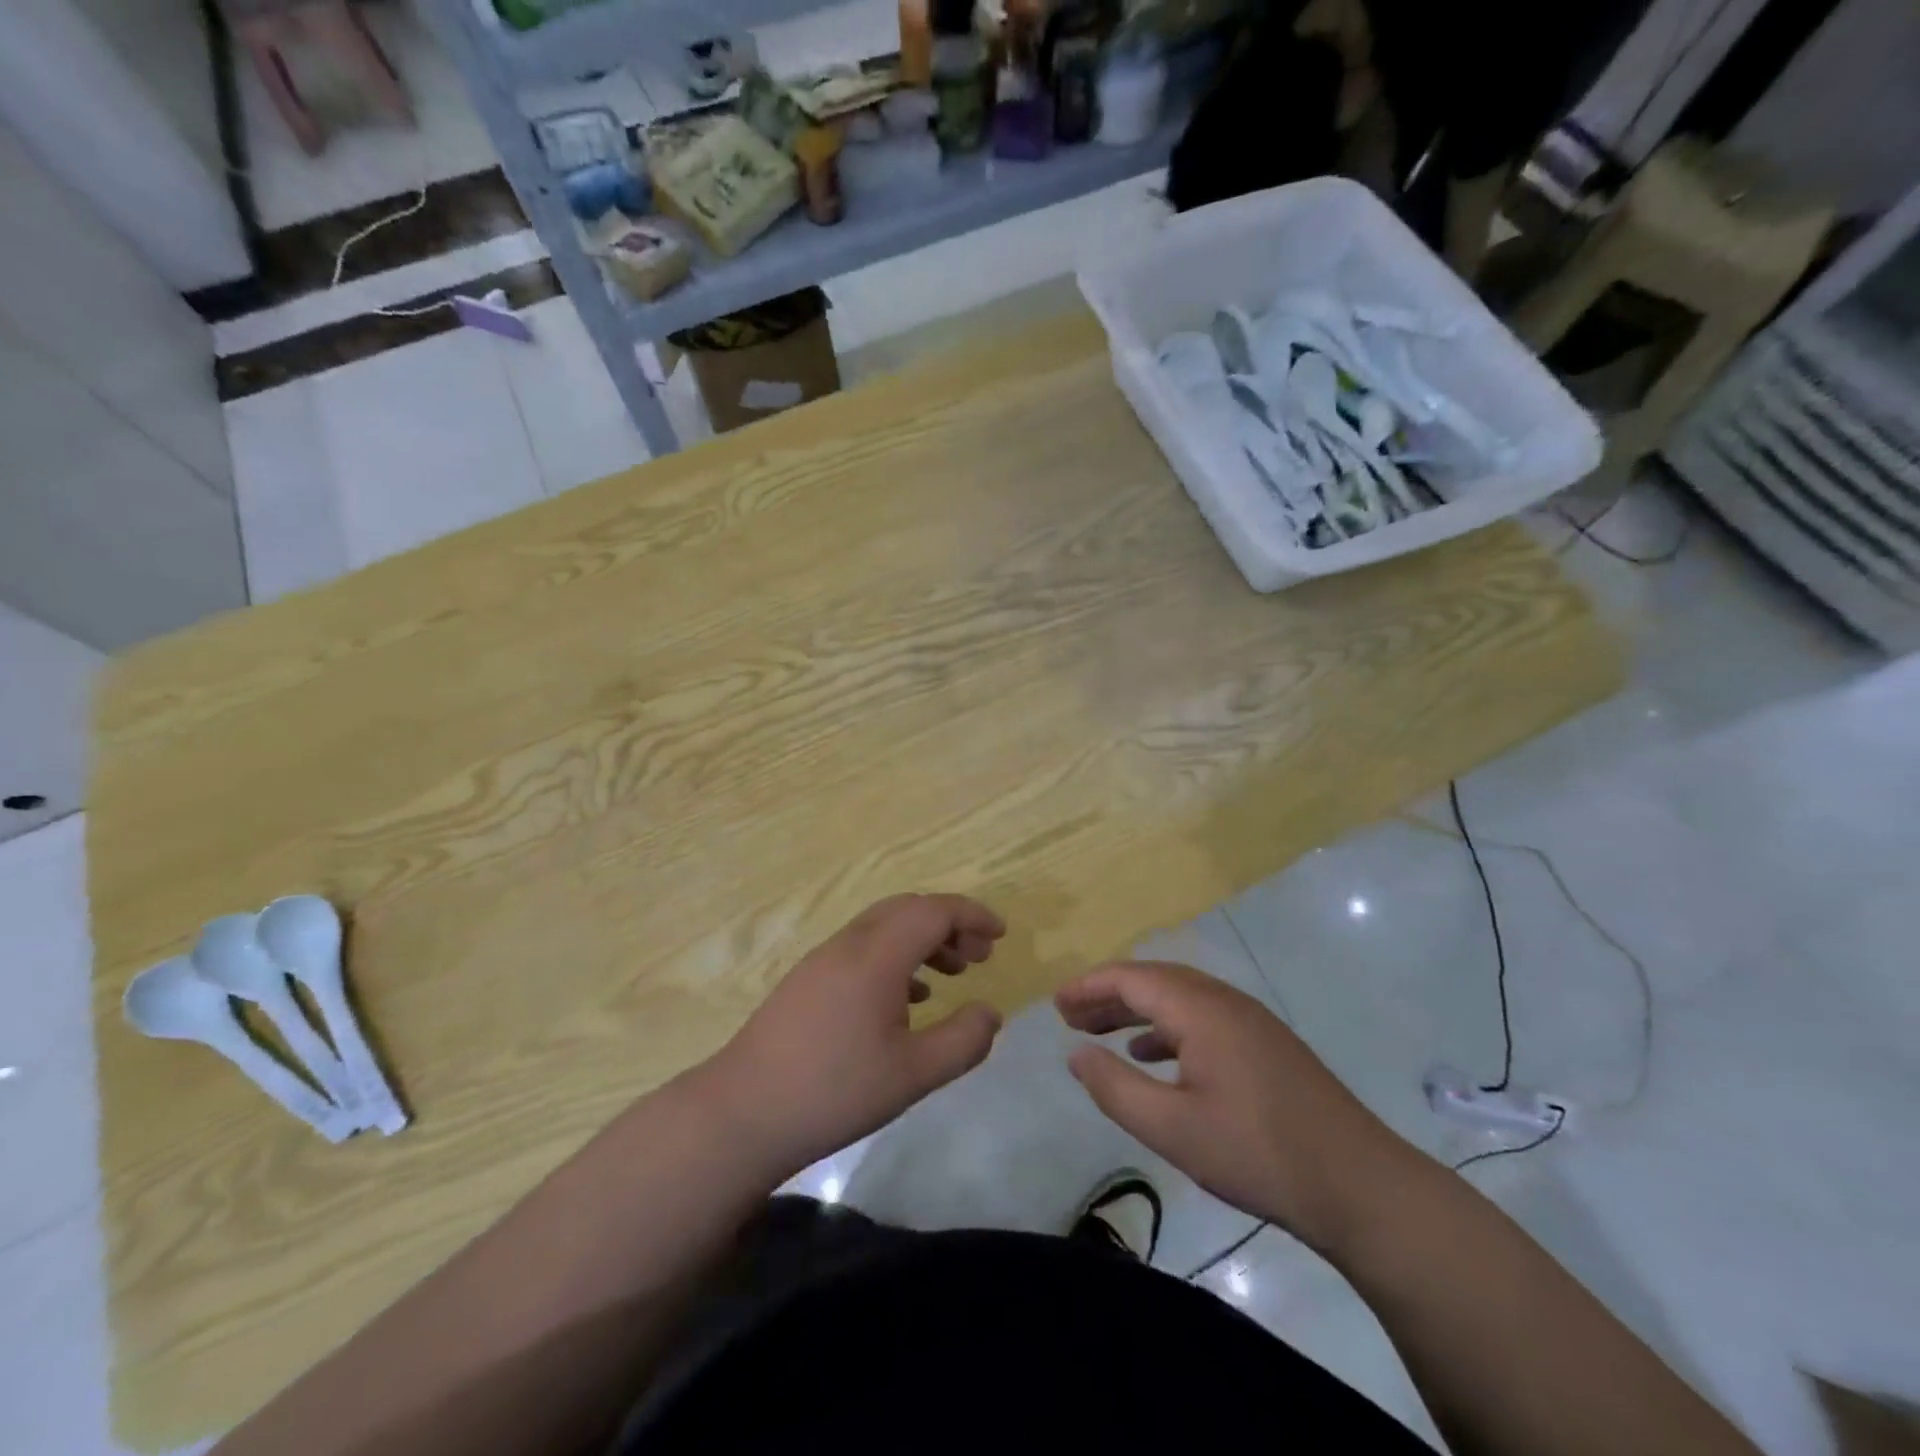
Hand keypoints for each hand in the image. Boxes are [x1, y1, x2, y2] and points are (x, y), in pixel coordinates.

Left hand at [699, 894, 1005, 1179]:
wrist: (743, 1112)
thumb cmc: (834, 1091)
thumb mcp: (912, 1074)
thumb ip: (962, 1041)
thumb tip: (991, 1013)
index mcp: (877, 956)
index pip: (933, 911)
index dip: (972, 915)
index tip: (1000, 935)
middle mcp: (849, 944)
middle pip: (907, 909)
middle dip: (949, 923)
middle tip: (980, 954)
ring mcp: (823, 960)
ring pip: (883, 928)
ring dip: (921, 939)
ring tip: (951, 973)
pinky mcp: (807, 980)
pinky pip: (862, 949)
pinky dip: (895, 957)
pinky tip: (906, 997)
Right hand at [1056, 961, 1413, 1253]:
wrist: (1361, 1186)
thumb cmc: (1258, 1153)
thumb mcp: (1173, 1129)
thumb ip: (1116, 1088)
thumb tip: (1076, 1054)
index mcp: (1201, 1009)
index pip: (1131, 978)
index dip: (1088, 986)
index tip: (1055, 1005)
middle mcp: (1224, 1001)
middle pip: (1154, 980)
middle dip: (1108, 994)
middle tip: (1069, 1018)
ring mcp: (1250, 1021)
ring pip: (1178, 997)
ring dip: (1135, 1009)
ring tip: (1099, 1032)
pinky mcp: (1265, 1044)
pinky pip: (1201, 1017)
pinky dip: (1166, 1027)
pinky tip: (1152, 1055)